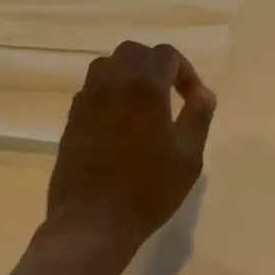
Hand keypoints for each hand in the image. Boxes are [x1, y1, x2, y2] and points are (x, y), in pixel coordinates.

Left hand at [45, 41, 215, 255]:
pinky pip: (90, 90)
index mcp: (144, 88)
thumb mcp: (188, 157)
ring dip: (127, 74)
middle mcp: (112, 84)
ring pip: (106, 65)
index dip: (185, 71)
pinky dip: (108, 94)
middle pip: (133, 52)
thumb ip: (198, 117)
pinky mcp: (71, 120)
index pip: (166, 55)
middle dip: (155, 65)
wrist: (93, 222)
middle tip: (169, 93)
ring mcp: (86, 101)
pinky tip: (118, 123)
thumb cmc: (148, 191)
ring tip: (142, 103)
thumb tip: (203, 93)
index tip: (193, 99)